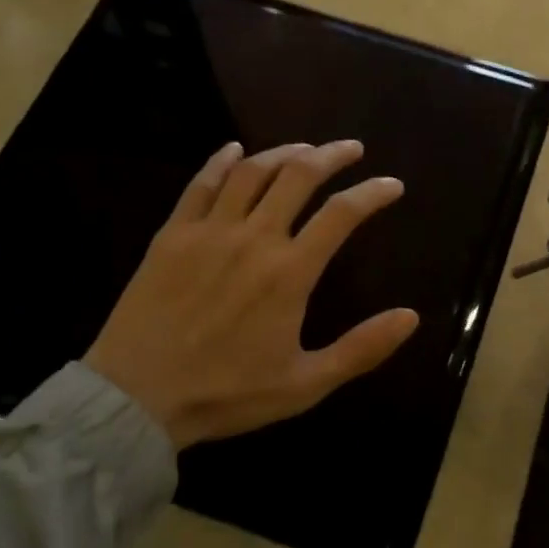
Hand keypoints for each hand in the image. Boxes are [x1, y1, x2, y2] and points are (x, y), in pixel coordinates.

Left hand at [84, 141, 419, 450]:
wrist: (137, 398)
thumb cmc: (227, 394)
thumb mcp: (305, 384)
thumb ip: (361, 349)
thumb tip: (411, 317)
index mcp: (290, 272)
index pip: (342, 214)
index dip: (372, 193)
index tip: (392, 185)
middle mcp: (254, 238)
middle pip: (299, 176)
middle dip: (331, 155)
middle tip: (351, 148)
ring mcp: (209, 231)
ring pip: (252, 171)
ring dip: (284, 152)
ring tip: (304, 149)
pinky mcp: (172, 235)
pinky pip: (201, 184)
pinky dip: (221, 161)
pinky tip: (235, 150)